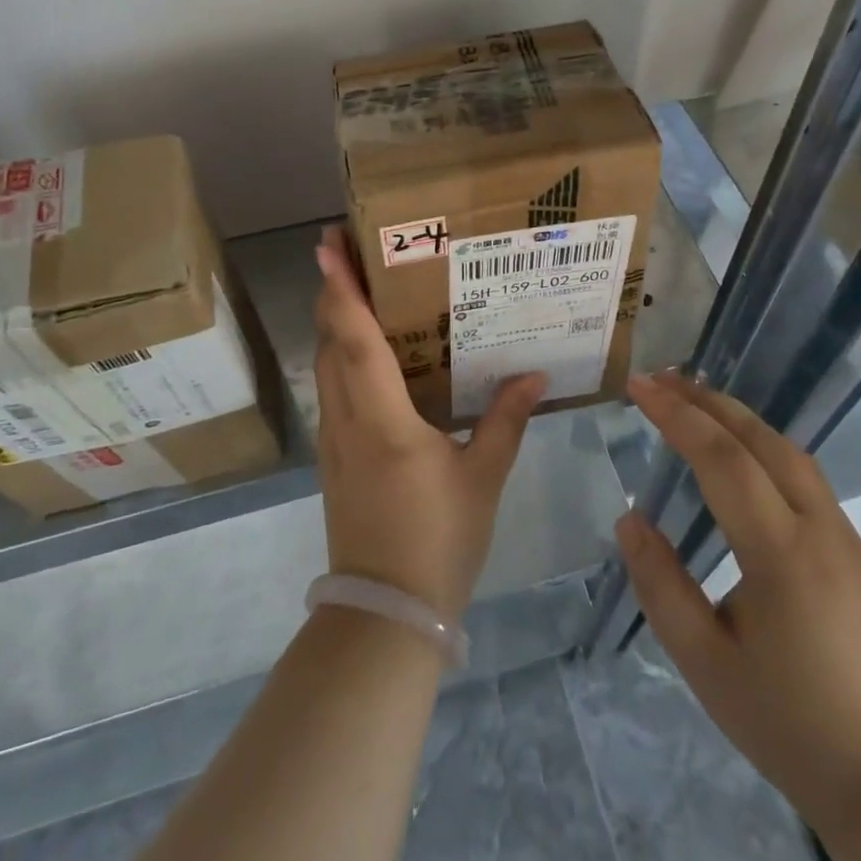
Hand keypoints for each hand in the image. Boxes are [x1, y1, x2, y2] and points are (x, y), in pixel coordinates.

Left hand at [312, 226, 544, 619]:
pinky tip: (368, 355)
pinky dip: (341, 357)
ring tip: (360, 290)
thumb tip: (535, 376)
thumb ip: (506, 421)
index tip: (328, 247)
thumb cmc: (437, 540)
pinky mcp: (334, 457)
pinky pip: (332, 390)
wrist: (385, 614)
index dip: (341, 290)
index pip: (354, 340)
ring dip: (334, 323)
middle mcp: (346, 419)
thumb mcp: (482, 478)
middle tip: (351, 252)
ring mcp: (333, 439)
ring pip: (325, 366)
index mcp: (382, 419)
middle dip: (333, 293)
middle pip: (329, 343)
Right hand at [614, 371, 860, 834]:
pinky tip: (741, 455)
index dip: (676, 415)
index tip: (637, 386)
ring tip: (693, 401)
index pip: (721, 458)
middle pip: (760, 439)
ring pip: (788, 451)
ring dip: (737, 417)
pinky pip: (803, 475)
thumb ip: (662, 587)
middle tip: (659, 379)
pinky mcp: (856, 552)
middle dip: (706, 400)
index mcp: (782, 553)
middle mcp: (819, 528)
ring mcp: (846, 537)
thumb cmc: (796, 729)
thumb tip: (630, 520)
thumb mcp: (708, 667)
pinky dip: (761, 444)